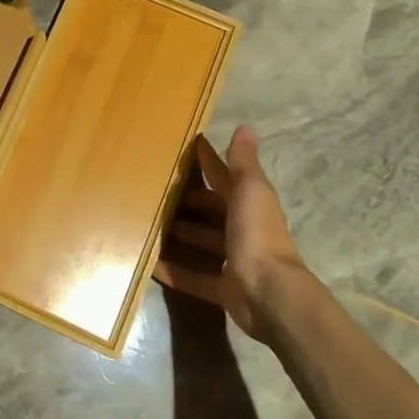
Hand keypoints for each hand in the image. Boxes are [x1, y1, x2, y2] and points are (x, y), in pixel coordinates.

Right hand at [159, 126, 314, 341]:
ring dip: (181, 235)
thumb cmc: (256, 234)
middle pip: (212, 211)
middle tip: (156, 193)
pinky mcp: (223, 288)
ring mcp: (233, 260)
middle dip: (190, 203)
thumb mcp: (250, 190)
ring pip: (203, 243)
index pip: (223, 177)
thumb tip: (246, 126)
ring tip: (149, 226)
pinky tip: (151, 266)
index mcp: (248, 203)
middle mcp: (242, 229)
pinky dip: (175, 272)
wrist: (269, 292)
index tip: (185, 148)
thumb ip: (243, 162)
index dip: (207, 162)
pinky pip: (194, 277)